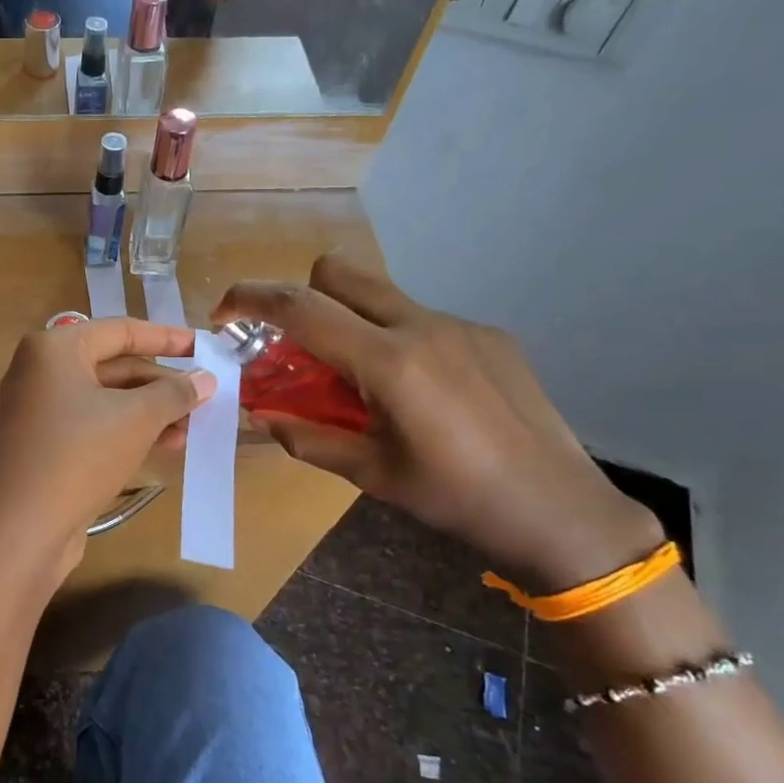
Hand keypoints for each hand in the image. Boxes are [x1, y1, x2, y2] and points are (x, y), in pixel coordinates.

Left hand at [0, 318, 213, 585]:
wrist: (21, 527)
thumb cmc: (80, 454)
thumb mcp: (136, 418)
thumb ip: (174, 393)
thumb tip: (206, 379)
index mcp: (55, 348)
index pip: (121, 331)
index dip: (167, 338)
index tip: (205, 346)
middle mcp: (41, 371)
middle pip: (113, 366)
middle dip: (161, 383)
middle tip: (205, 396)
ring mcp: (38, 410)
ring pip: (105, 399)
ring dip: (150, 411)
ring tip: (193, 428)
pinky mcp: (42, 444)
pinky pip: (92, 425)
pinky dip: (127, 430)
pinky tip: (164, 446)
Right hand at [212, 256, 662, 591]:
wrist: (561, 510)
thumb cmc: (456, 499)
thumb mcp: (371, 474)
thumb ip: (307, 437)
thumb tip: (263, 415)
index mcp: (389, 363)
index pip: (302, 309)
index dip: (251, 301)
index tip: (222, 312)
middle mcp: (423, 326)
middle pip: (338, 272)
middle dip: (299, 296)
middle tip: (293, 345)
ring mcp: (460, 325)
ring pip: (379, 294)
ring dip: (348, 320)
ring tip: (357, 379)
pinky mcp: (488, 334)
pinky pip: (419, 318)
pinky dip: (392, 339)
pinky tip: (416, 392)